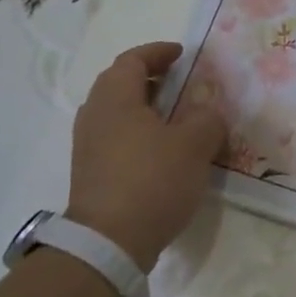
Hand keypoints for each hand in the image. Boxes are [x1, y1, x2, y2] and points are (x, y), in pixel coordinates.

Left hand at [67, 42, 227, 270]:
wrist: (108, 243)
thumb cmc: (153, 180)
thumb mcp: (195, 144)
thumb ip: (207, 118)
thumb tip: (207, 112)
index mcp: (116, 99)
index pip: (133, 60)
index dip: (158, 52)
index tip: (182, 54)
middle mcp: (95, 116)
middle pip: (118, 83)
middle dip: (149, 77)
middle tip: (179, 80)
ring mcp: (88, 146)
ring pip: (116, 111)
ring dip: (144, 106)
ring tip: (175, 115)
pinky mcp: (90, 173)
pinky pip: (115, 136)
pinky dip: (138, 130)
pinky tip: (161, 148)